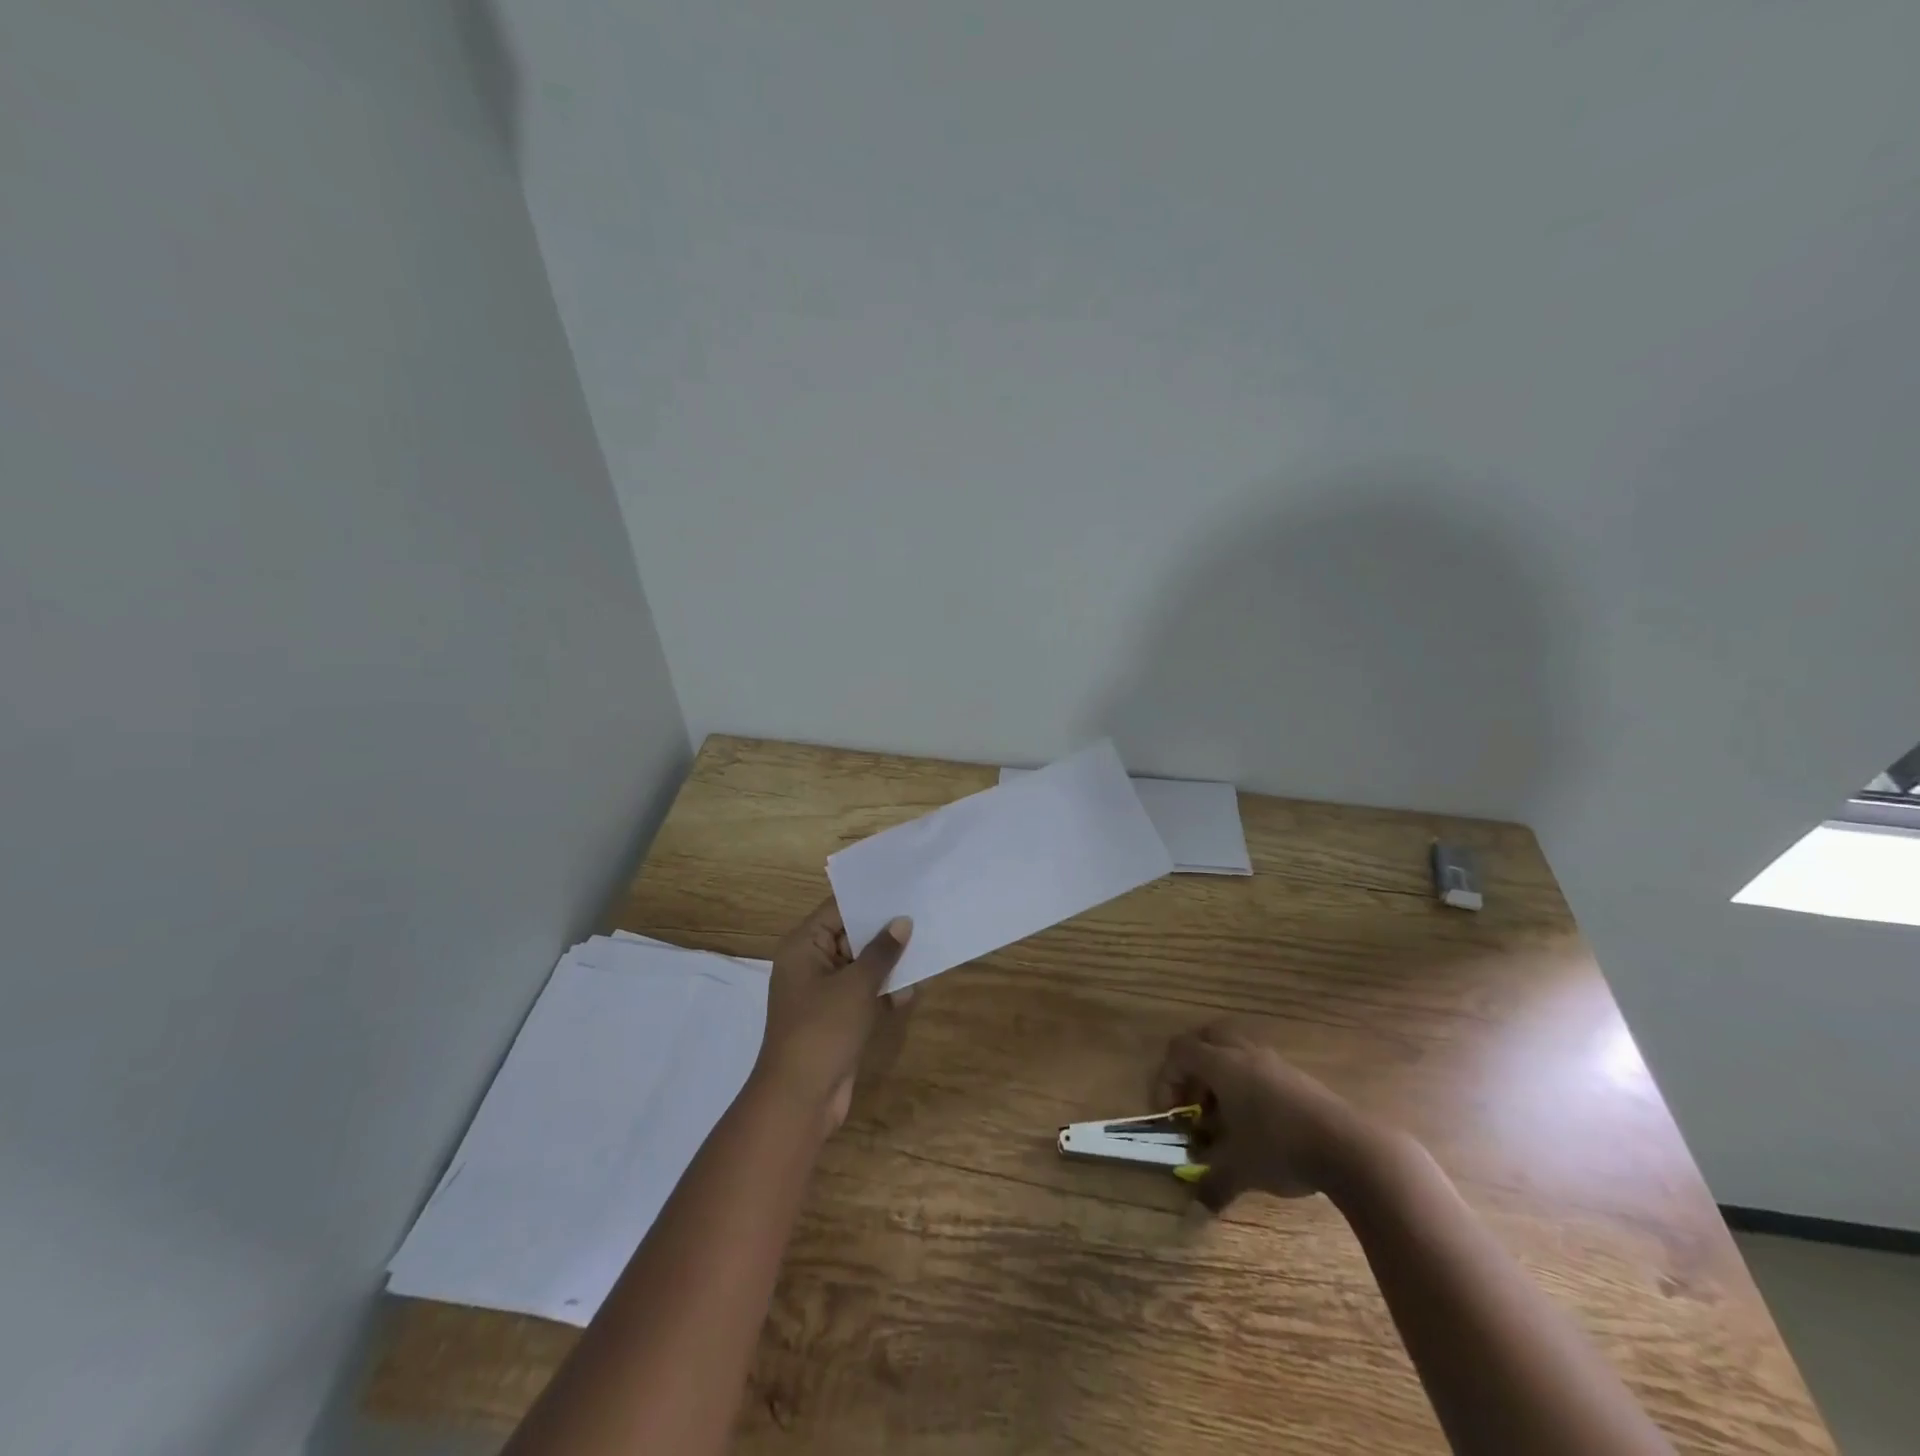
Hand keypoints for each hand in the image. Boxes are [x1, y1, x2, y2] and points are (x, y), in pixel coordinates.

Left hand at [752, 899, 913, 1133]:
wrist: (800, 1099)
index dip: (870, 901)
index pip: (838, 909)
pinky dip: (883, 991)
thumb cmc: (823, 1030)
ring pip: (861, 966)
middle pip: (851, 936)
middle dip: (885, 932)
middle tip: (923, 915)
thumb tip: (902, 922)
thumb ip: (882, 951)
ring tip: (925, 952)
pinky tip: (911, 991)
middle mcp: (810, 963)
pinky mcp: (836, 1017)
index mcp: (803, 946)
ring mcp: (823, 992)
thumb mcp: (856, 985)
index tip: (904, 889)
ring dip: (889, 964)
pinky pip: (863, 992)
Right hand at [1155, 1018, 1380, 1210]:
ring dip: (1221, 1077)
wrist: (1351, 1148)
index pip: (1179, 1052)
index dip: (1166, 1078)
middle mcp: (1244, 1054)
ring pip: (1235, 1051)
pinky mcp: (1297, 1077)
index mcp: (1222, 1065)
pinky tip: (1257, 1125)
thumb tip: (1193, 1215)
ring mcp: (1274, 1061)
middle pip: (1206, 1039)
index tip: (1172, 1114)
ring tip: (1226, 1118)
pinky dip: (1247, 1085)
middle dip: (1192, 1068)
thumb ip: (1212, 1186)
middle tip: (1195, 1102)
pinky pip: (1259, 1066)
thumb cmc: (1281, 1148)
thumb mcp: (1240, 1171)